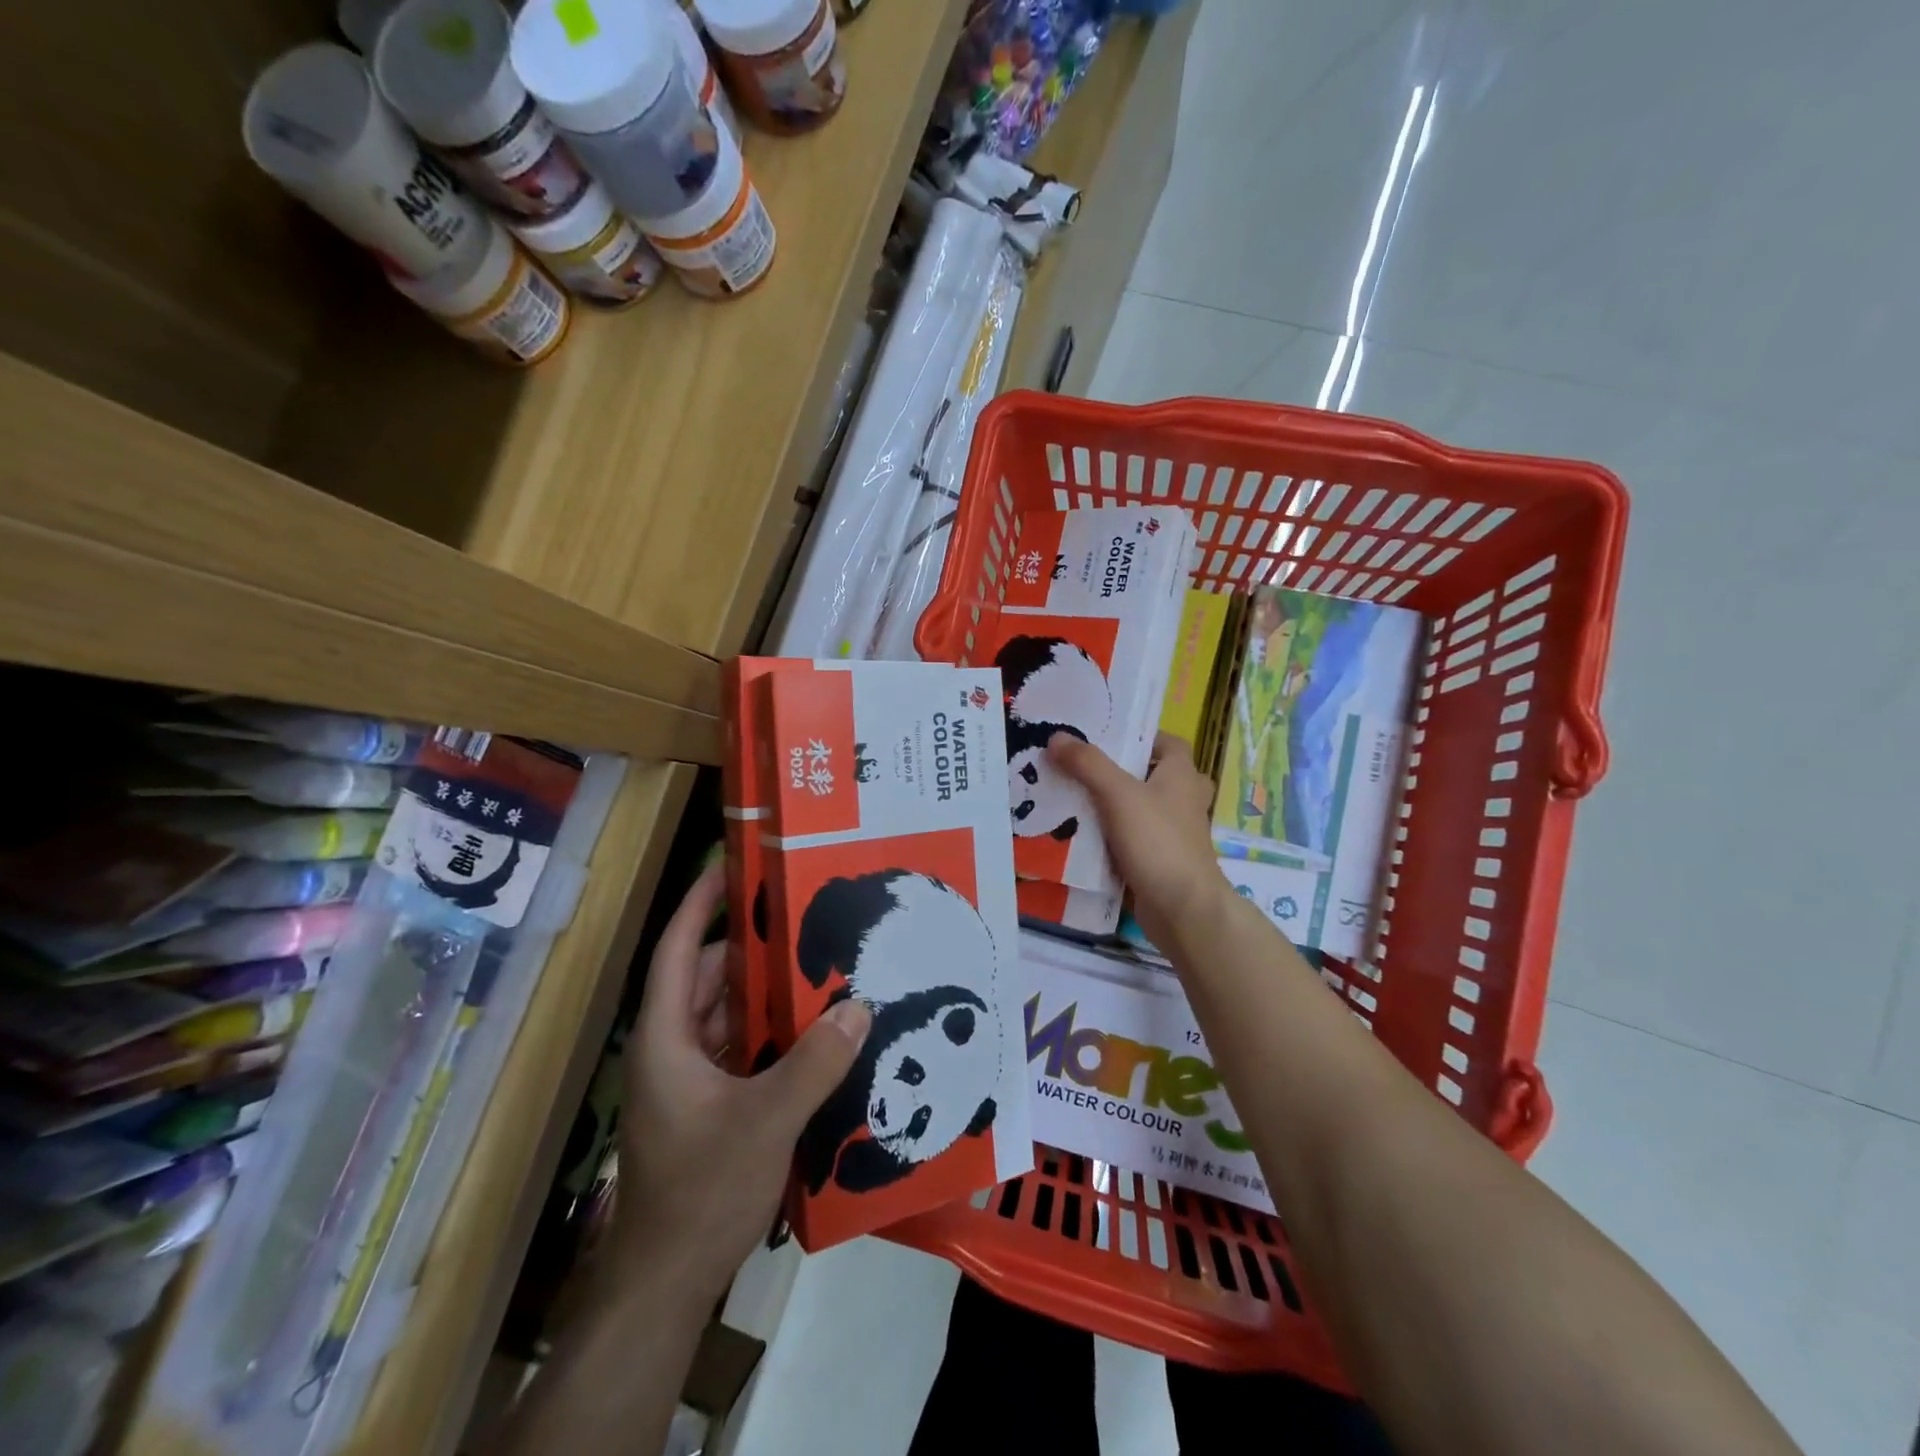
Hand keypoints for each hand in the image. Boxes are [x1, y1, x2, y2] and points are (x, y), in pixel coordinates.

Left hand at [612, 864, 871, 1305]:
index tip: (733, 864)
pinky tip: (813, 1031)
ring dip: (765, 993)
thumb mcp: (765, 1121)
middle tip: (804, 917)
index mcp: (666, 1036)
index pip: (678, 948)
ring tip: (818, 965)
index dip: (702, 902)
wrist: (665, 1284)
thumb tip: (860, 1006)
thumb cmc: (700, 1191)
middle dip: (752, 947)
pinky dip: (769, 1032)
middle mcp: (671, 1047)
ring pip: (726, 1014)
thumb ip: (814, 1062)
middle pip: (708, 977)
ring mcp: (687, 1079)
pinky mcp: (706, 1105)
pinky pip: (739, 1047)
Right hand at [1049, 732, 1226, 951]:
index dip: (1142, 737)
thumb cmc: (1158, 842)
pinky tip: (1085, 837)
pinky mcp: (1163, 861)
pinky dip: (1116, 837)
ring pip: (1144, 810)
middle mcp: (1184, 800)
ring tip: (1077, 799)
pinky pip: (1136, 840)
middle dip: (1124, 773)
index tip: (1107, 738)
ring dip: (1118, 806)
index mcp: (1182, 775)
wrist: (1183, 909)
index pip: (1169, 743)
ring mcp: (1176, 834)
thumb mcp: (1118, 794)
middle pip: (1155, 776)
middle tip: (1086, 770)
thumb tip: (1057, 736)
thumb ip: (1087, 764)